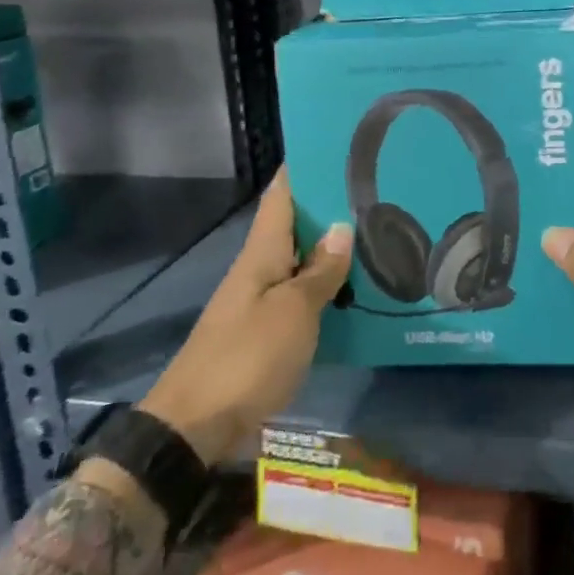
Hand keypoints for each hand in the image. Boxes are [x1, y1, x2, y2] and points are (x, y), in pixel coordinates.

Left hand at [137, 170, 351, 463]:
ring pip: (301, 262)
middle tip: (377, 192)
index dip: (303, 168)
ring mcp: (261, 303)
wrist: (195, 427)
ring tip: (379, 235)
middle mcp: (259, 270)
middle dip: (330, 207)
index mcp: (261, 253)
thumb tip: (341, 226)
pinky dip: (328, 288)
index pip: (281, 196)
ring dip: (333, 250)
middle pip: (295, 226)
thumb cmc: (247, 358)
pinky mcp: (266, 334)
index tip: (336, 146)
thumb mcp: (294, 312)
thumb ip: (320, 271)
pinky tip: (357, 291)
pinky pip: (302, 297)